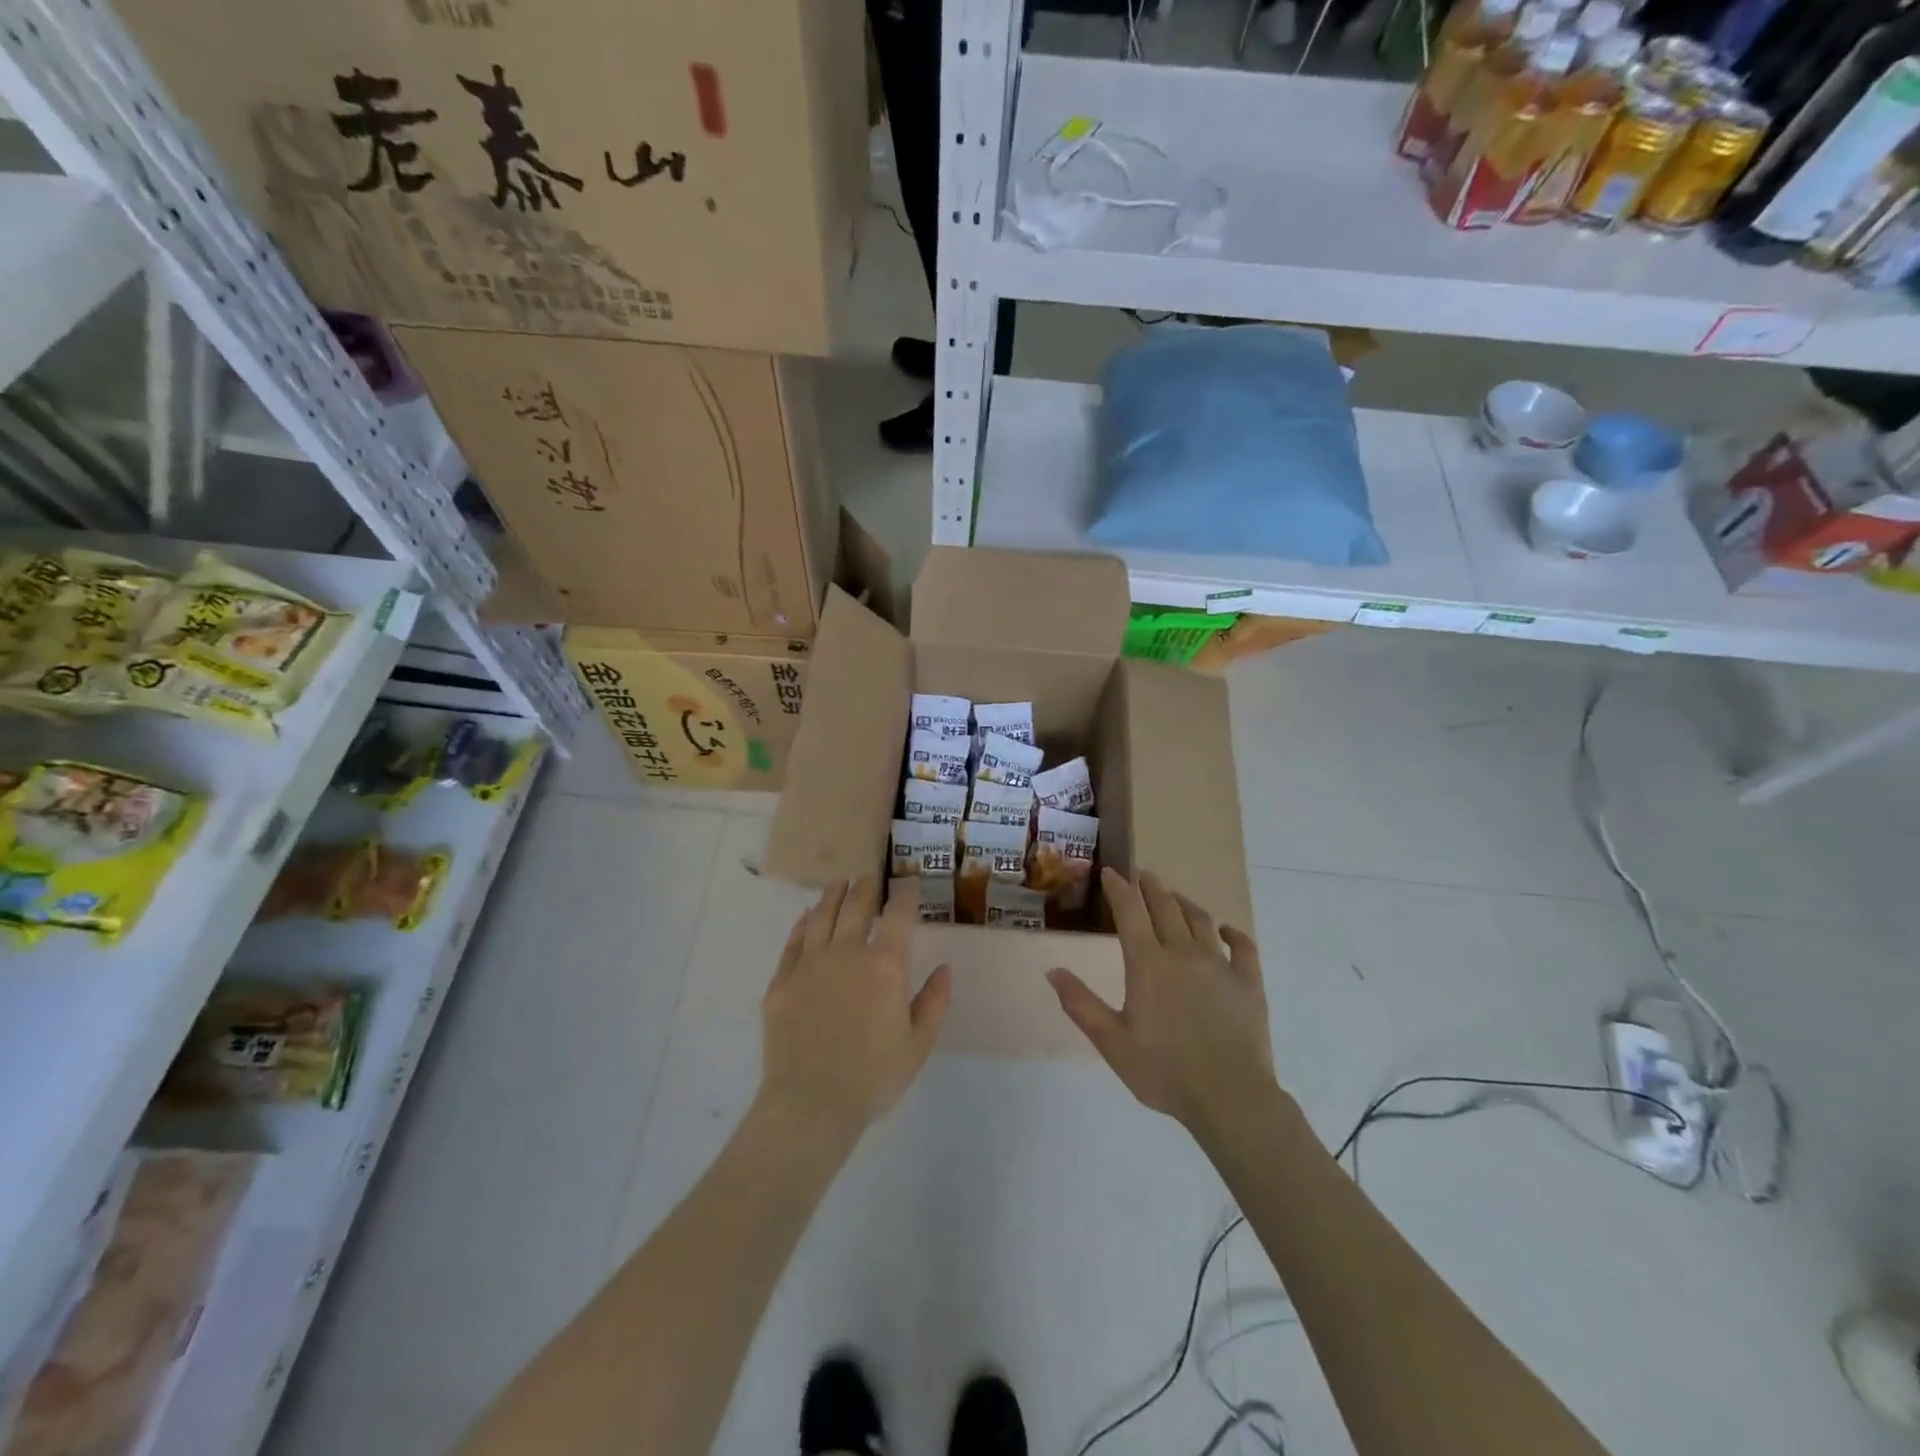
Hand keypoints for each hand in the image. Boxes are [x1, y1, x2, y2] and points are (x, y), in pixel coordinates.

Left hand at [758, 876, 951, 1141]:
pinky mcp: (782, 981)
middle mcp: (847, 954)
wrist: (810, 1103)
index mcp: (885, 967)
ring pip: (822, 917)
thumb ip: (933, 1002)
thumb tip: (943, 969)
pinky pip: (793, 942)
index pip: (898, 917)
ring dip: (832, 896)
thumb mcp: (918, 1045)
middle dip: (866, 887)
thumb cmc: (873, 1078)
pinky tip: (806, 917)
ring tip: (838, 883)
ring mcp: (810, 965)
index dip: (905, 895)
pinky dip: (802, 924)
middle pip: (857, 907)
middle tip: (869, 876)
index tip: (908, 883)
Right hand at [1048, 868, 1276, 1138]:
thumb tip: (1052, 970)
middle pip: (1165, 906)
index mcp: (1148, 964)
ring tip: (1174, 896)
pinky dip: (1232, 933)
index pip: (1130, 911)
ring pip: (1200, 919)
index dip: (1119, 888)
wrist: (1230, 1098)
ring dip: (1184, 902)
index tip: (1111, 871)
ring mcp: (1220, 965)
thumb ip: (1080, 1004)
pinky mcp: (1249, 982)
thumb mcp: (1112, 1042)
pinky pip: (1242, 946)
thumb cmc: (1164, 1071)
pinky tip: (1226, 930)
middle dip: (1150, 886)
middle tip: (1141, 873)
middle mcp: (1183, 953)